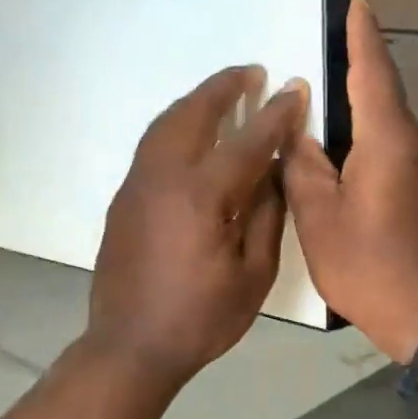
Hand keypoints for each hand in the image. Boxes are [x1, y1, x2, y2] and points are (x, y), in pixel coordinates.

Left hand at [89, 67, 309, 387]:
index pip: (247, 141)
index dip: (275, 114)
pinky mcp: (123, 200)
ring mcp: (136, 186)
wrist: (130, 345)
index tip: (294, 89)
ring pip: (164, 125)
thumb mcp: (252, 275)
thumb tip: (275, 172)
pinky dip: (175, 126)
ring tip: (222, 94)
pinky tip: (192, 135)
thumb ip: (267, 216)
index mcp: (201, 195)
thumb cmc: (200, 318)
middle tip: (251, 73)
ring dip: (195, 102)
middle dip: (224, 88)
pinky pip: (151, 146)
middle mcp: (163, 177)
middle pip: (193, 115)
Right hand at [284, 0, 417, 362]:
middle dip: (348, 81)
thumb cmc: (369, 265)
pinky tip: (336, 163)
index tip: (357, 4)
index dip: (362, 36)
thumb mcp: (318, 216)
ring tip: (312, 123)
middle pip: (379, 97)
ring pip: (384, 127)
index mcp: (389, 139)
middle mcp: (417, 142)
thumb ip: (302, 165)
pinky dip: (363, 146)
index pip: (374, 71)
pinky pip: (391, 151)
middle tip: (307, 75)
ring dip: (353, 120)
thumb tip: (298, 128)